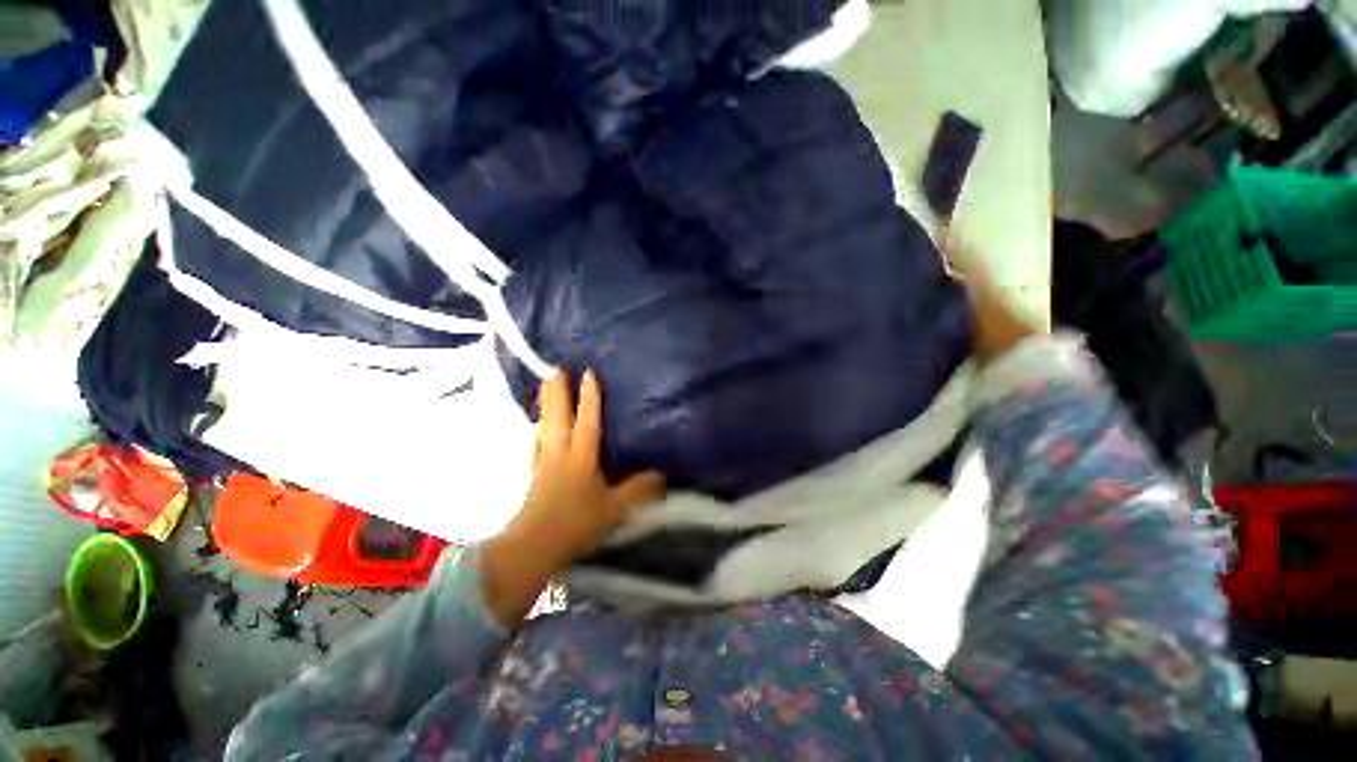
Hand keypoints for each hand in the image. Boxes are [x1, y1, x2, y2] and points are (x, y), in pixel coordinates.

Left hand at [514, 369, 666, 564]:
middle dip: (557, 390)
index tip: (588, 373)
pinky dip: (537, 429)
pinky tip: (536, 427)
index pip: (588, 421)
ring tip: (543, 386)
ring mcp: (544, 461)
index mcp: (581, 457)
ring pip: (544, 425)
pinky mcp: (534, 473)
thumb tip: (662, 474)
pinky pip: (536, 443)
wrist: (534, 545)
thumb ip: (638, 490)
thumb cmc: (576, 523)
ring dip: (545, 404)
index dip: (590, 397)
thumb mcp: (614, 508)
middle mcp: (560, 452)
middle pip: (558, 416)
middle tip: (555, 367)